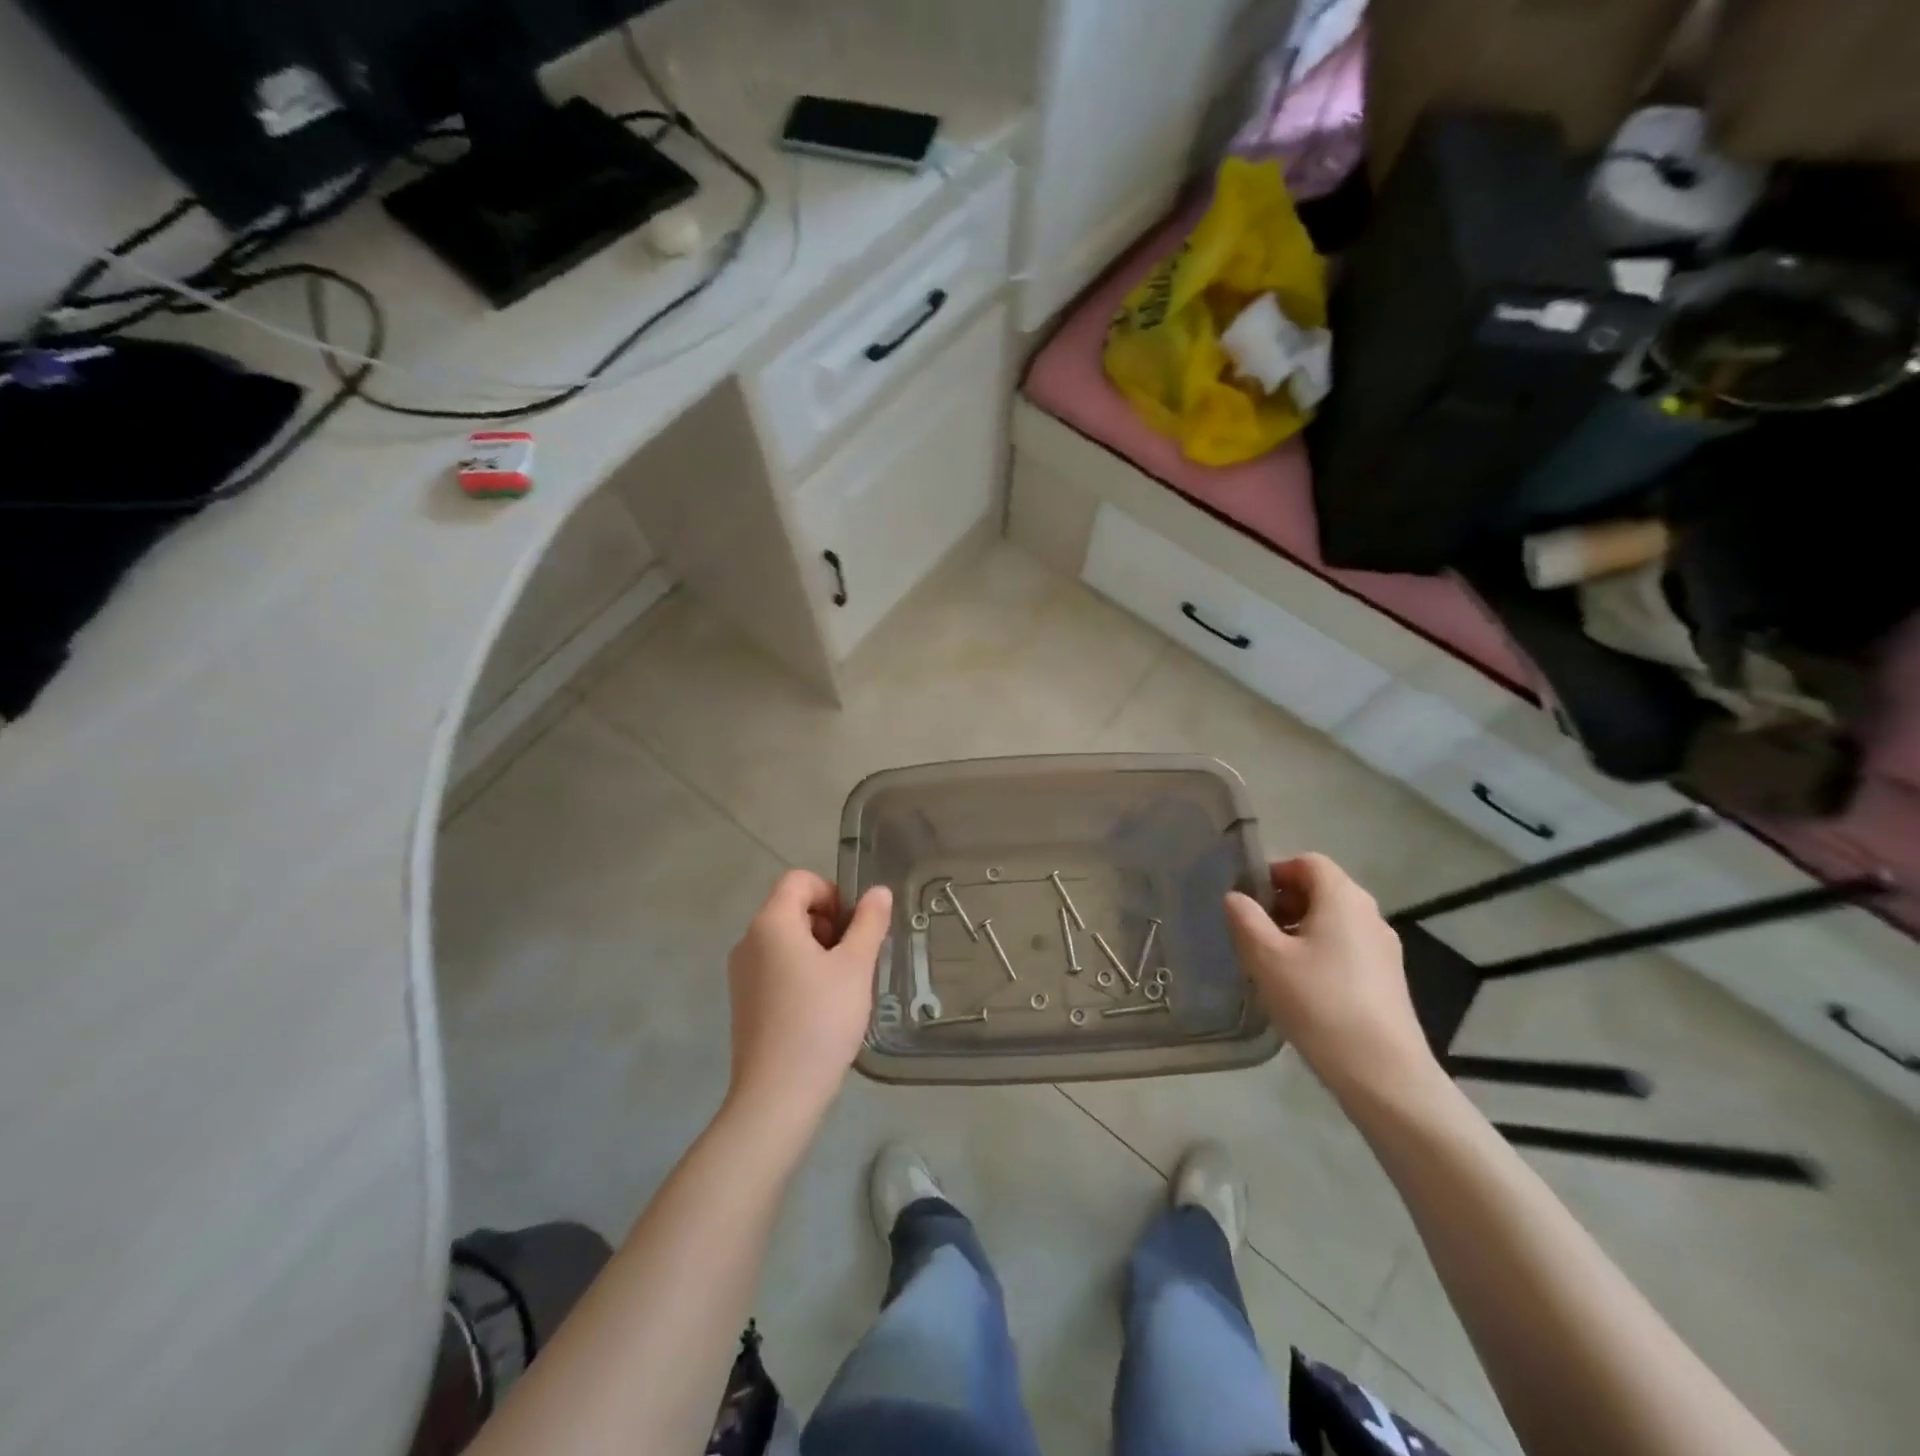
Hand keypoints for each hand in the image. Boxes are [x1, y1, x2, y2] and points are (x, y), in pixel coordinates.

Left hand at [725, 869, 891, 1125]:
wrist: (777, 1095)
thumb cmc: (820, 1020)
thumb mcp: (855, 967)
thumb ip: (869, 922)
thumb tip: (878, 892)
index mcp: (771, 923)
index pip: (799, 880)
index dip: (832, 892)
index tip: (854, 927)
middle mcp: (749, 940)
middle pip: (792, 907)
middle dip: (828, 922)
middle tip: (854, 958)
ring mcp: (742, 973)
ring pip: (785, 940)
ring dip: (818, 949)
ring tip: (842, 985)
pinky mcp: (744, 1001)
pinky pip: (776, 967)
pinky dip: (801, 972)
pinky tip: (822, 1007)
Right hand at [1224, 854, 1437, 1101]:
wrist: (1383, 1072)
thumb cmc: (1318, 1002)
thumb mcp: (1265, 957)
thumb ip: (1244, 918)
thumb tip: (1235, 897)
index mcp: (1343, 898)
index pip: (1307, 862)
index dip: (1274, 872)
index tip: (1247, 900)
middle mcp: (1369, 914)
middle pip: (1321, 890)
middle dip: (1283, 903)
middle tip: (1252, 931)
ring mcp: (1383, 948)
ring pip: (1332, 921)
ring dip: (1298, 930)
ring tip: (1271, 962)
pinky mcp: (1387, 979)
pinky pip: (1345, 948)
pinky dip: (1319, 953)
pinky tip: (1300, 987)